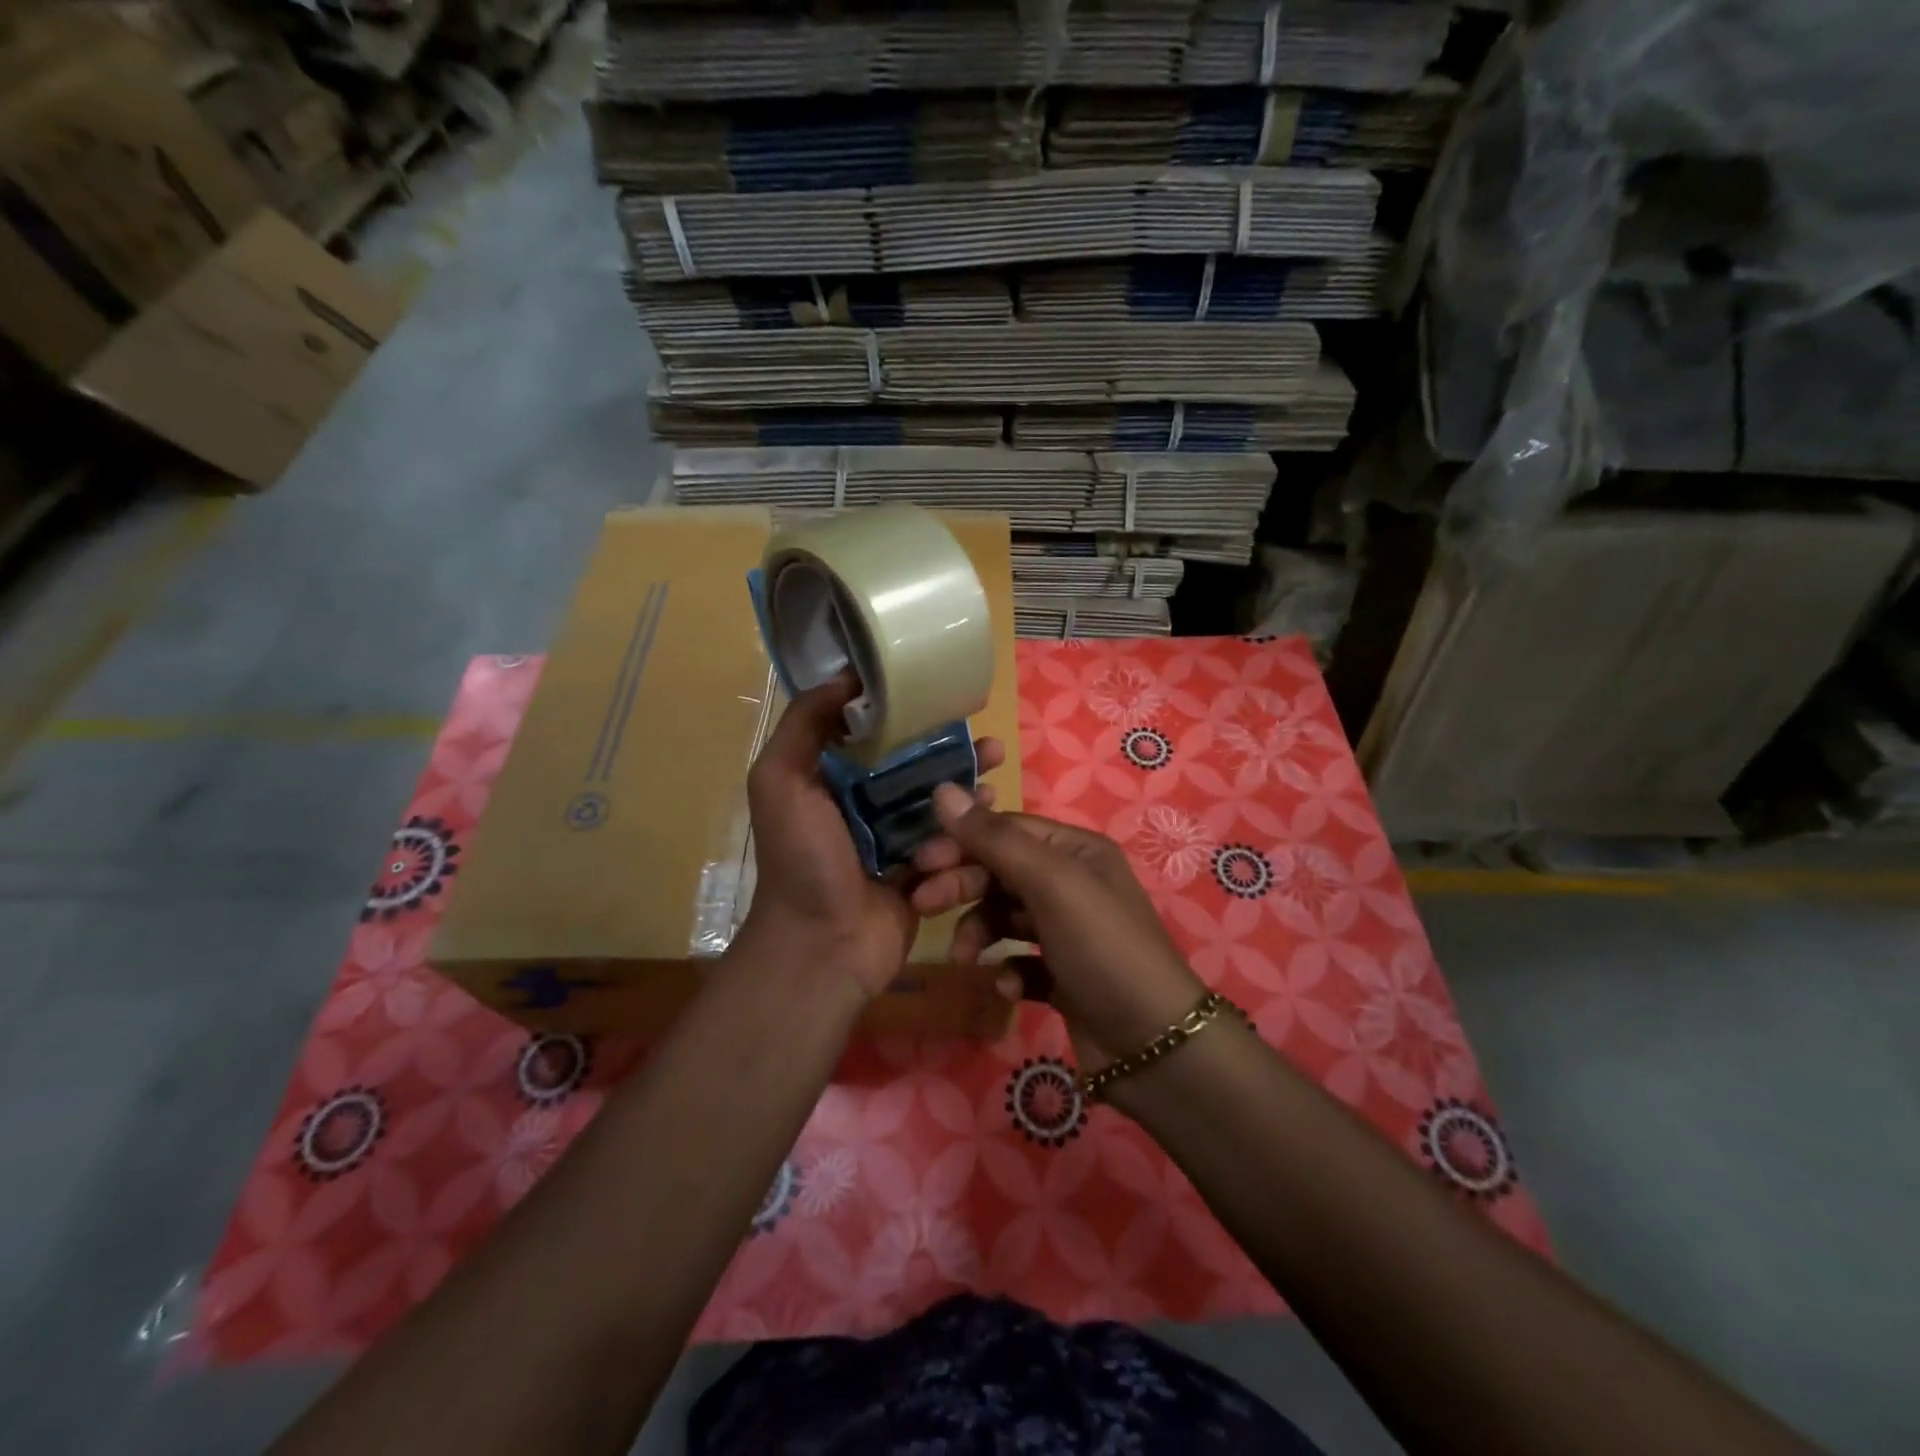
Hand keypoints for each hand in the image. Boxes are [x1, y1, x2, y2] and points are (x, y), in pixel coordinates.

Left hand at [734, 676, 1005, 1007]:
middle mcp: (862, 805)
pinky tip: (993, 805)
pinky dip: (971, 822)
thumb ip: (803, 725)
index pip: (869, 734)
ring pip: (937, 798)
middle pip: (911, 764)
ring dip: (966, 778)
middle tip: (978, 728)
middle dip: (946, 744)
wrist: (823, 945)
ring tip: (995, 760)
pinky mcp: (922, 871)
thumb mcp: (781, 781)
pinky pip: (951, 838)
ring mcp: (894, 840)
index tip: (935, 689)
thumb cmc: (802, 859)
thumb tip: (846, 676)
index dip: (901, 711)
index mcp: (828, 780)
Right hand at [911, 788, 1204, 1069]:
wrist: (1153, 1045)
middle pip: (1000, 871)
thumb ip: (994, 839)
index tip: (920, 863)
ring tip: (964, 958)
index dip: (961, 841)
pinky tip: (1009, 987)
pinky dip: (1008, 969)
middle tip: (923, 904)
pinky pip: (1020, 960)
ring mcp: (1067, 931)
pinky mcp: (1062, 975)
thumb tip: (942, 790)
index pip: (1005, 830)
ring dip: (979, 931)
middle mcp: (1072, 883)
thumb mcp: (1050, 883)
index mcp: (1075, 850)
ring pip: (1005, 916)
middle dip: (963, 885)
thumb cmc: (1101, 947)